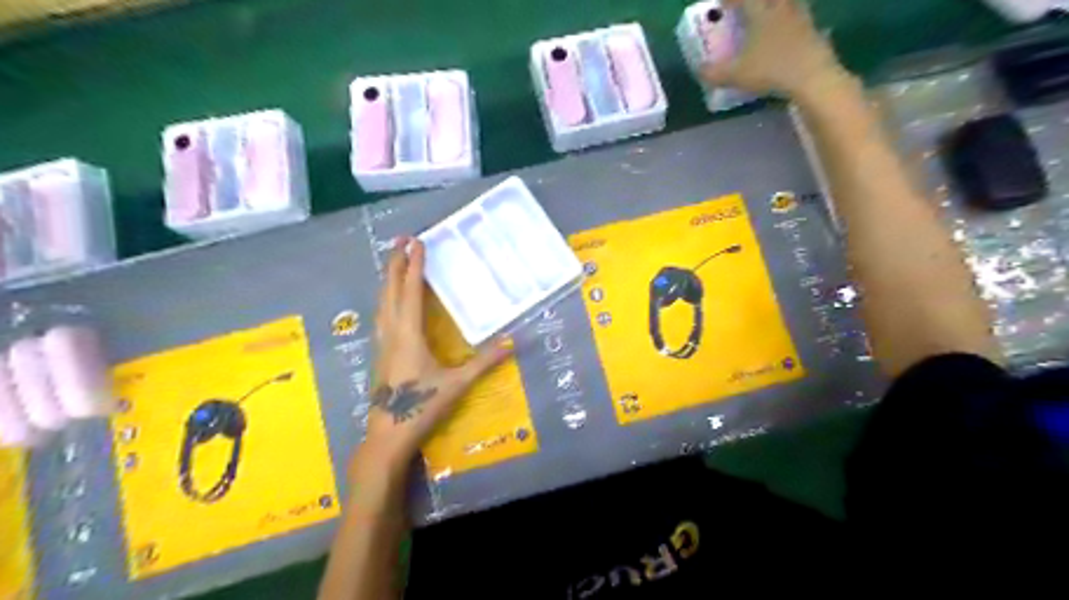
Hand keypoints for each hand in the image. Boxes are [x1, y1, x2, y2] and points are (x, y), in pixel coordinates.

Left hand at [354, 237, 513, 474]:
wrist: (387, 436)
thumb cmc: (421, 407)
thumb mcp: (457, 384)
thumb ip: (484, 362)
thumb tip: (513, 342)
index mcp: (408, 334)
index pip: (412, 291)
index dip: (415, 265)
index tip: (417, 242)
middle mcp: (391, 332)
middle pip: (390, 290)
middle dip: (395, 263)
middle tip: (400, 240)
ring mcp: (382, 343)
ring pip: (381, 302)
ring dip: (388, 279)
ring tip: (394, 262)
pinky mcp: (379, 354)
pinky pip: (381, 315)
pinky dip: (386, 298)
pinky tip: (390, 301)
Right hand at [707, 0, 848, 97]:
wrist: (812, 77)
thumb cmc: (771, 71)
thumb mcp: (736, 76)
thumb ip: (715, 73)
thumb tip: (699, 70)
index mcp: (760, 13)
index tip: (722, 3)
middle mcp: (781, 9)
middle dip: (755, 2)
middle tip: (747, 8)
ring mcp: (800, 18)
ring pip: (788, 3)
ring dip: (778, 5)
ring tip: (770, 12)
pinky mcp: (813, 30)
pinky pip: (801, 17)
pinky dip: (793, 20)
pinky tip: (790, 29)